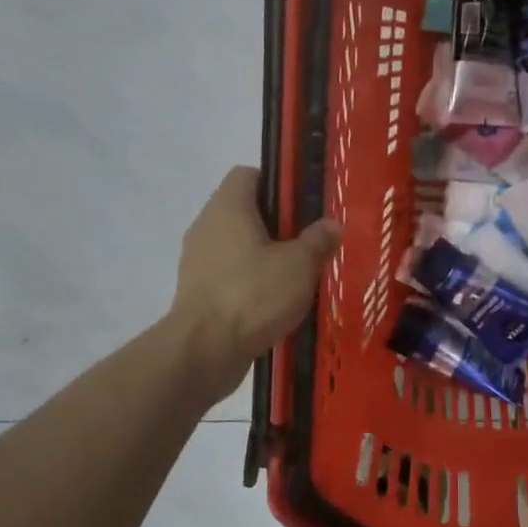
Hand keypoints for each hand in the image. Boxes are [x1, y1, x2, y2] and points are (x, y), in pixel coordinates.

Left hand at [169, 166, 342, 397]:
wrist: (203, 351)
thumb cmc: (252, 294)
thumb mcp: (299, 265)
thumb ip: (318, 240)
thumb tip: (331, 224)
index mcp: (228, 207)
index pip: (248, 174)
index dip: (277, 184)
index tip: (303, 205)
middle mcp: (207, 226)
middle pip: (244, 211)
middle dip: (277, 225)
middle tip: (309, 242)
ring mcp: (197, 261)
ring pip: (236, 246)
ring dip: (263, 256)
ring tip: (296, 276)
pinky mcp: (196, 292)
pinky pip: (229, 276)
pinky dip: (249, 283)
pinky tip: (275, 302)